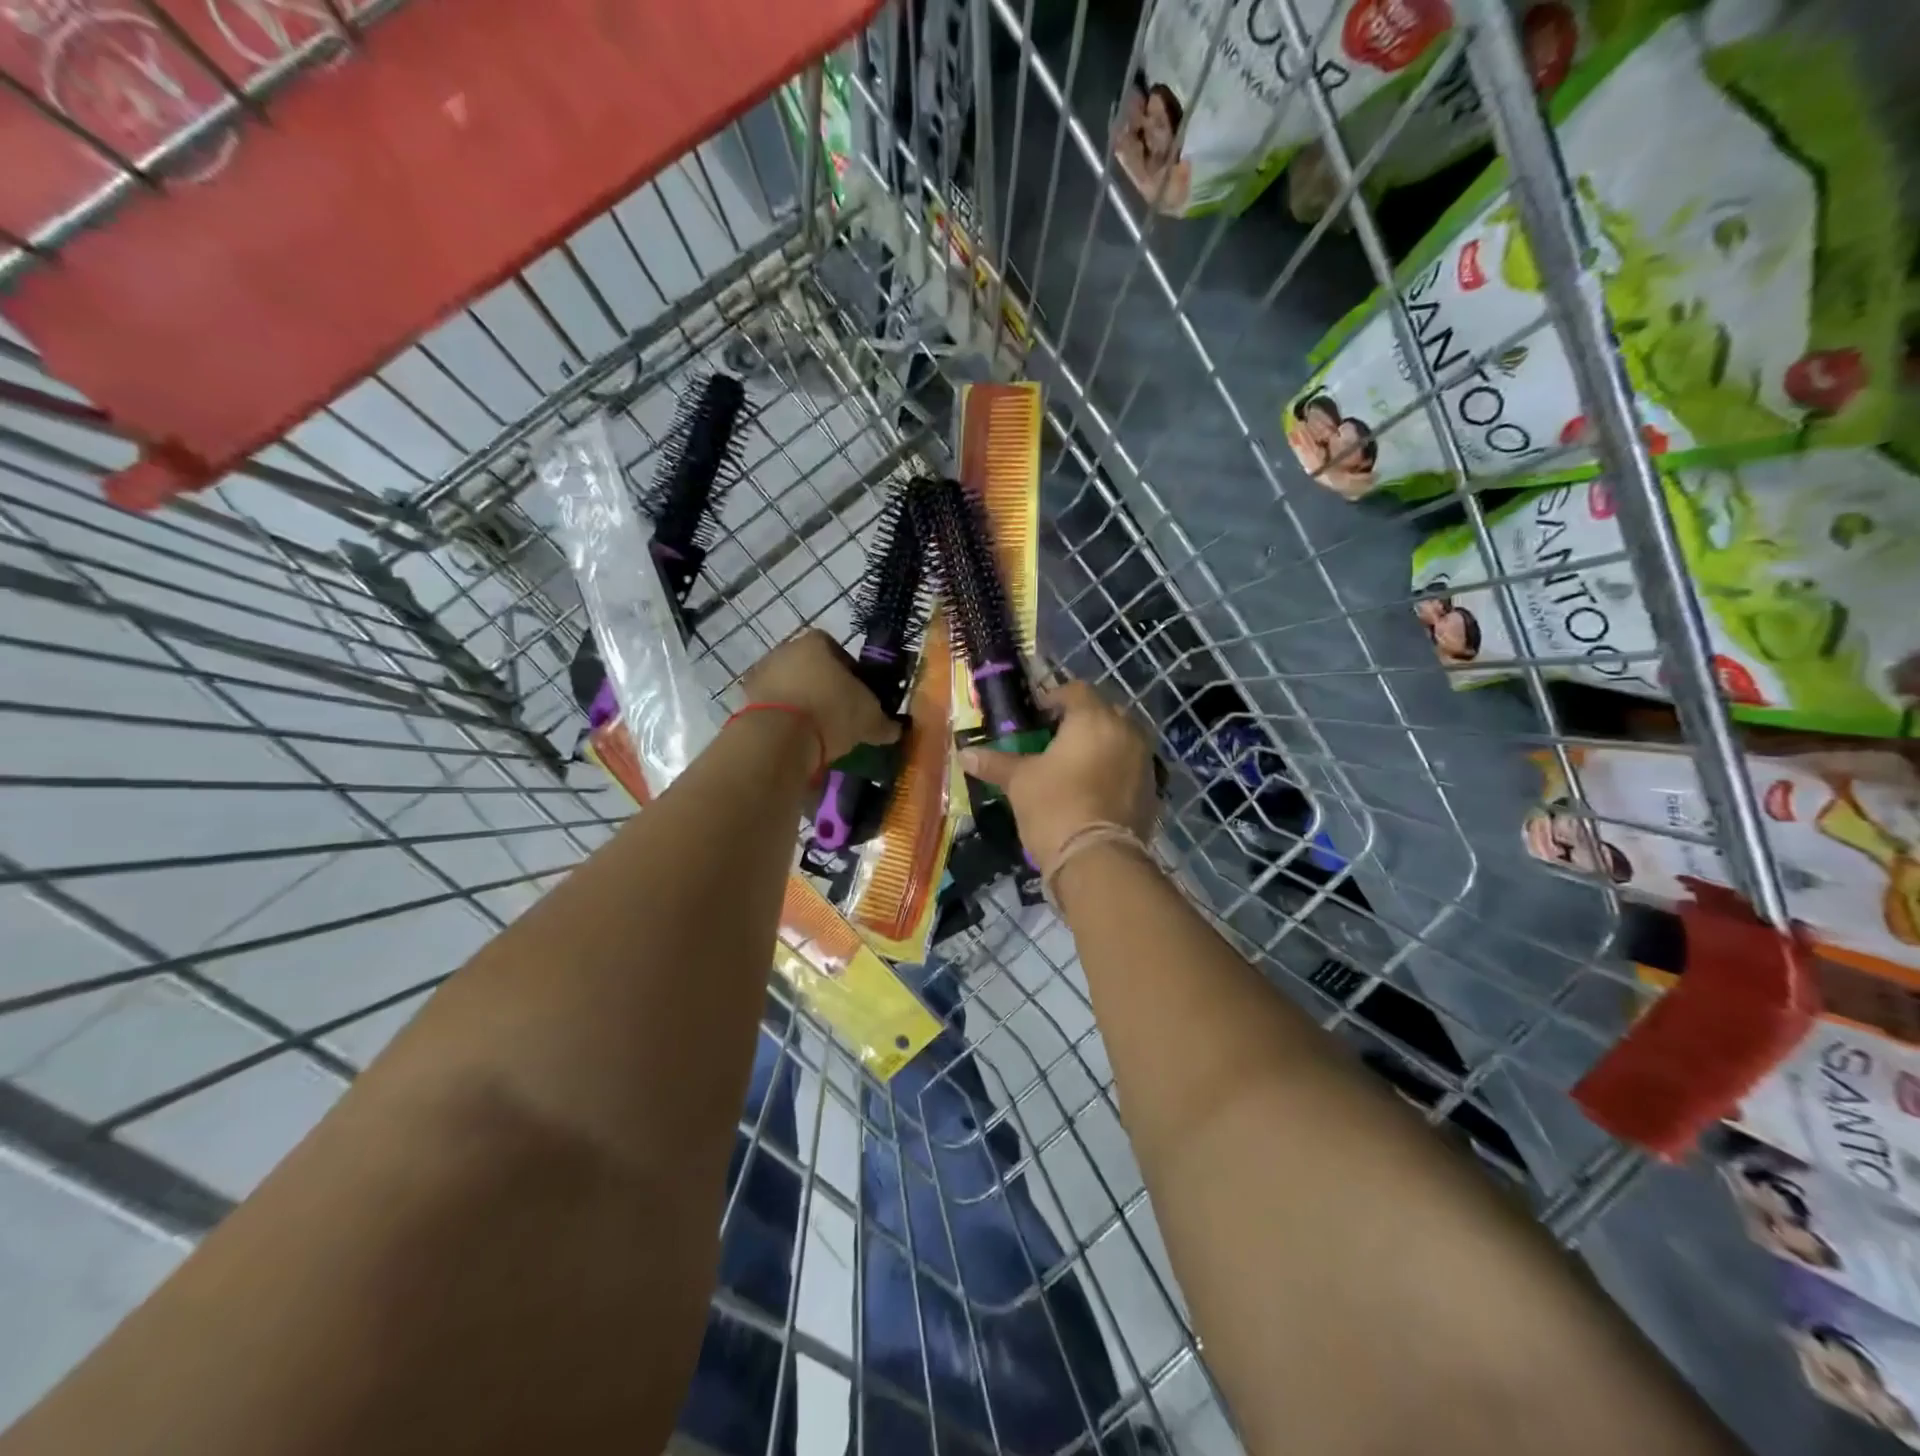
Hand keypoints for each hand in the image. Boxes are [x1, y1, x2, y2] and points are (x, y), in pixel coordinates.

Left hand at [741, 628, 900, 765]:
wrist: (779, 737)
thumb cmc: (832, 712)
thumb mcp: (870, 719)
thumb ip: (885, 722)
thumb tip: (896, 729)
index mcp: (816, 642)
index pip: (838, 650)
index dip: (851, 673)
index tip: (858, 697)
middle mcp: (785, 649)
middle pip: (811, 668)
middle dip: (824, 689)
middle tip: (839, 716)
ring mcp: (762, 673)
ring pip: (790, 687)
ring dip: (802, 704)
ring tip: (818, 732)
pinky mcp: (745, 699)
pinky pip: (773, 707)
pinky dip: (785, 720)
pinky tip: (797, 740)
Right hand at [960, 680, 1158, 870]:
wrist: (1097, 859)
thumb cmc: (1054, 806)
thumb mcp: (1019, 782)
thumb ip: (995, 763)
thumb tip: (964, 754)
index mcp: (1093, 719)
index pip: (1076, 691)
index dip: (1055, 698)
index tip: (1037, 715)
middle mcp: (1125, 731)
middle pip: (1103, 712)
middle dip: (1081, 720)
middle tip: (1055, 738)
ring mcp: (1144, 761)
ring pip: (1121, 740)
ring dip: (1101, 744)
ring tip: (1075, 765)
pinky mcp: (1152, 790)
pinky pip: (1130, 767)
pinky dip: (1114, 770)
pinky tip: (1093, 789)